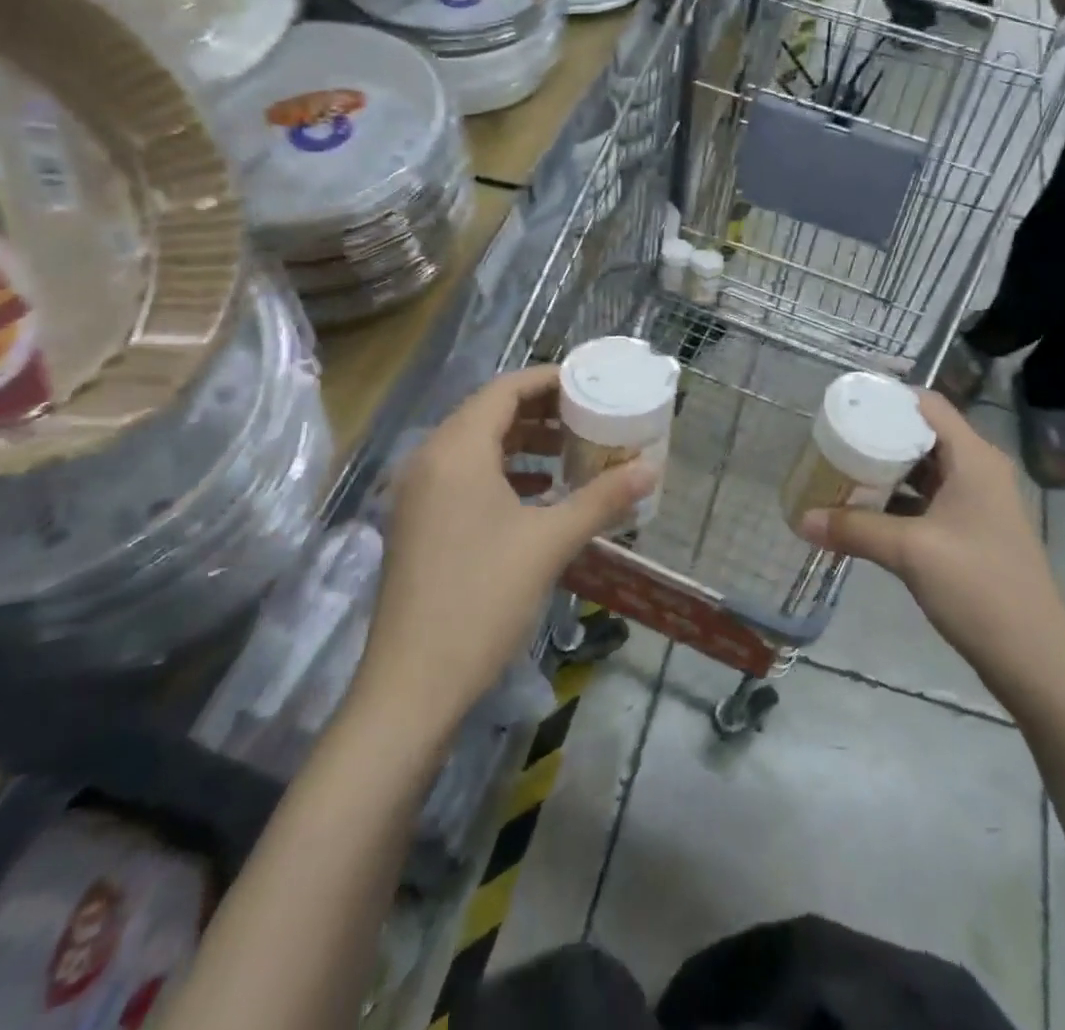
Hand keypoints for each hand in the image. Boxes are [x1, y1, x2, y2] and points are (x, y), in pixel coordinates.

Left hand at [354, 367, 653, 724]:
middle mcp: (430, 460)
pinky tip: (541, 493)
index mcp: (456, 450)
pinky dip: (504, 472)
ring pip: (477, 446)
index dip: (548, 381)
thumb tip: (651, 469)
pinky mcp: (419, 523)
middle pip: (489, 413)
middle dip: (541, 411)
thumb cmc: (483, 599)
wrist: (413, 684)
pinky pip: (465, 476)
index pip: (505, 390)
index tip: (590, 384)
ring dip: (524, 443)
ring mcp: (419, 493)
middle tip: (589, 416)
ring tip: (572, 451)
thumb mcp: (550, 542)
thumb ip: (602, 498)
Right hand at [797, 393, 1064, 692]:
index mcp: (974, 458)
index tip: (847, 403)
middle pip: (923, 435)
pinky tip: (865, 512)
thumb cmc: (978, 587)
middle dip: (879, 436)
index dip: (889, 398)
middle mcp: (978, 470)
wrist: (1034, 657)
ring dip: (887, 470)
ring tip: (842, 470)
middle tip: (835, 438)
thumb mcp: (910, 552)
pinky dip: (898, 500)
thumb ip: (855, 529)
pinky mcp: (971, 532)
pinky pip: (928, 500)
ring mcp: (977, 503)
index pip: (929, 405)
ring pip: (924, 470)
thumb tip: (802, 519)